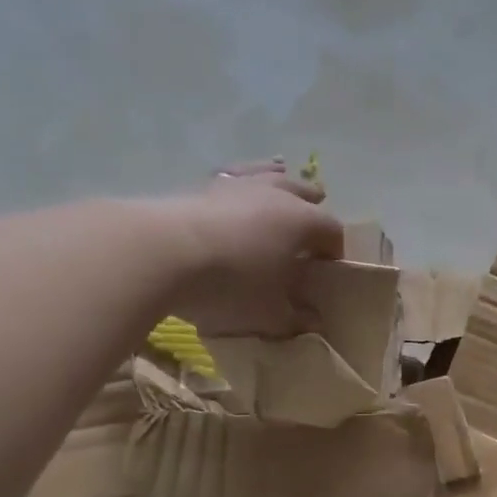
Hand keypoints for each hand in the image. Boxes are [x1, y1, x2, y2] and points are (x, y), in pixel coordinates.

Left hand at [168, 159, 344, 334]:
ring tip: (281, 192)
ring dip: (281, 184)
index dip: (335, 251)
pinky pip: (234, 176)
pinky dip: (243, 182)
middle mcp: (277, 194)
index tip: (328, 271)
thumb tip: (315, 322)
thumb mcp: (269, 314)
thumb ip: (296, 318)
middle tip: (309, 232)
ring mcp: (239, 184)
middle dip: (313, 210)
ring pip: (270, 175)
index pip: (332, 231)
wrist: (162, 253)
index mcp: (304, 222)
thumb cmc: (231, 284)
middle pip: (306, 194)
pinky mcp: (204, 184)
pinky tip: (237, 187)